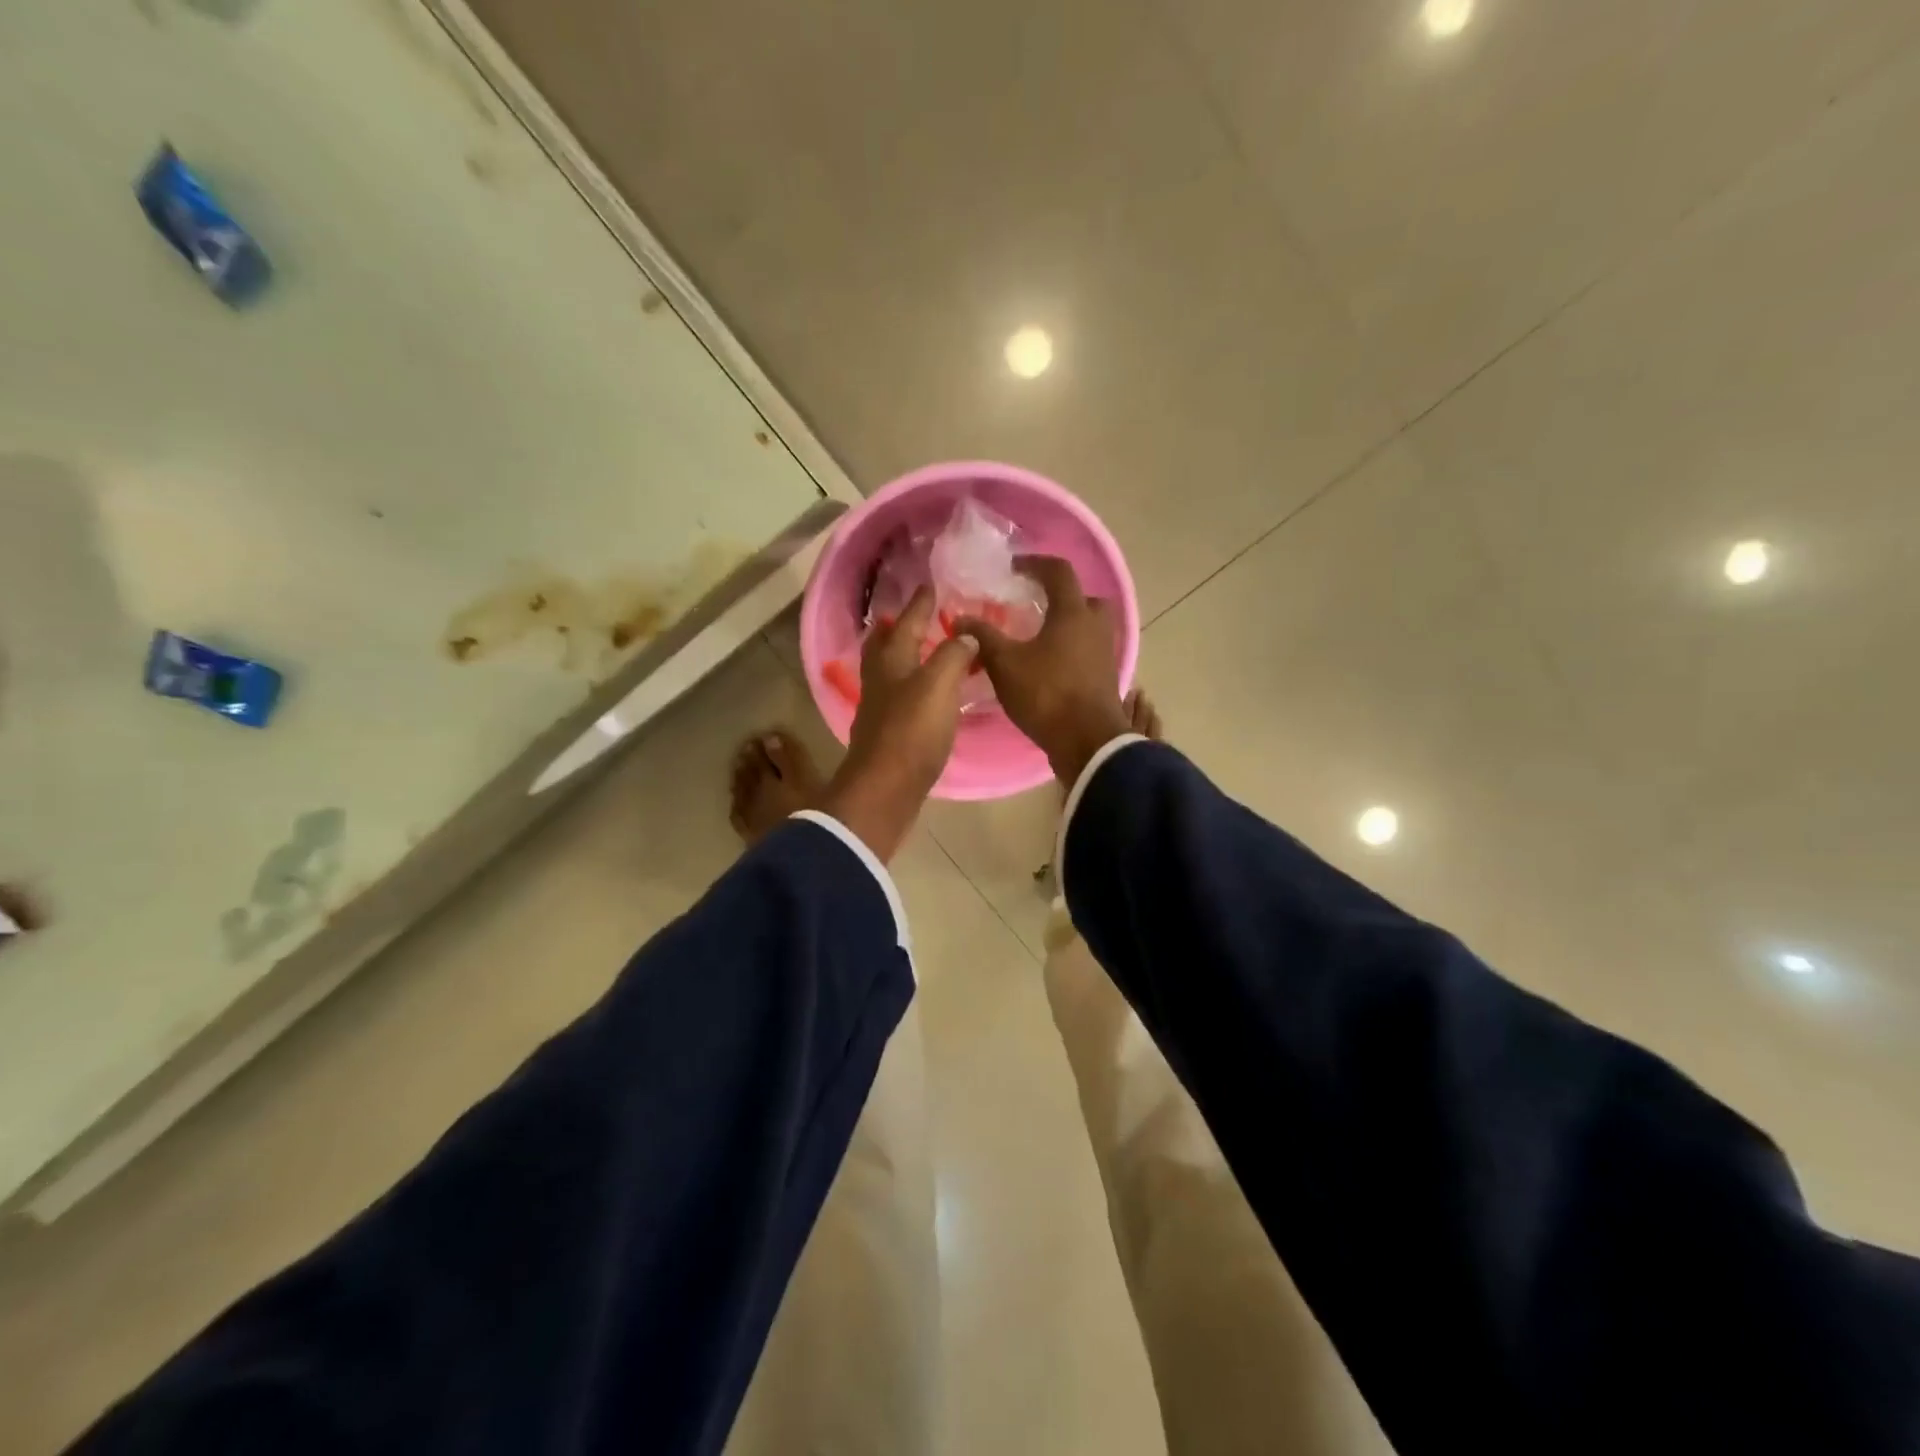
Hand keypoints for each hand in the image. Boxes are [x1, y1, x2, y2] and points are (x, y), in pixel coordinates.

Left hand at [821, 586, 975, 860]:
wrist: (887, 789)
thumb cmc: (912, 731)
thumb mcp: (938, 685)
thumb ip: (953, 655)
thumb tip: (964, 634)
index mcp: (892, 663)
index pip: (907, 623)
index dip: (919, 604)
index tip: (929, 585)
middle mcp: (880, 681)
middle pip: (884, 646)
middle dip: (894, 629)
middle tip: (906, 616)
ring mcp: (880, 709)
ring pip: (889, 673)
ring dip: (902, 657)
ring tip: (920, 651)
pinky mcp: (887, 735)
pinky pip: (898, 698)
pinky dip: (910, 686)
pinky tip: (924, 694)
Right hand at [957, 556, 1131, 785]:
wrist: (1088, 742)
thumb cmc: (1047, 694)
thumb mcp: (1005, 664)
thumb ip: (982, 637)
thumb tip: (959, 619)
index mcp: (1073, 613)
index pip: (1059, 571)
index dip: (1034, 564)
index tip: (1013, 569)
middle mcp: (1095, 626)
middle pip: (1083, 597)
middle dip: (1060, 596)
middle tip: (1035, 605)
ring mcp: (1105, 653)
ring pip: (1089, 626)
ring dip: (1067, 625)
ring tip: (1038, 637)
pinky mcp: (1106, 677)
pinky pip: (1089, 650)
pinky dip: (1071, 649)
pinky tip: (1049, 664)